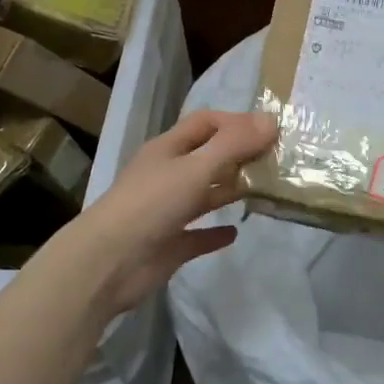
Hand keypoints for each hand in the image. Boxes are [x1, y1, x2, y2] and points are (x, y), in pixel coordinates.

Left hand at [63, 109, 276, 315]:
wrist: (108, 263)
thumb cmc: (151, 204)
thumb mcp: (195, 168)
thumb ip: (233, 145)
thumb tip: (271, 120)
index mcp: (168, 148)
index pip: (205, 123)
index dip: (236, 122)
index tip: (269, 131)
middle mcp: (167, 174)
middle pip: (207, 156)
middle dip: (238, 156)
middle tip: (275, 162)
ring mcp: (167, 210)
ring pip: (204, 193)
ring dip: (230, 190)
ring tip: (265, 191)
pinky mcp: (169, 244)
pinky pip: (197, 234)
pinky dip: (215, 232)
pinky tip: (236, 232)